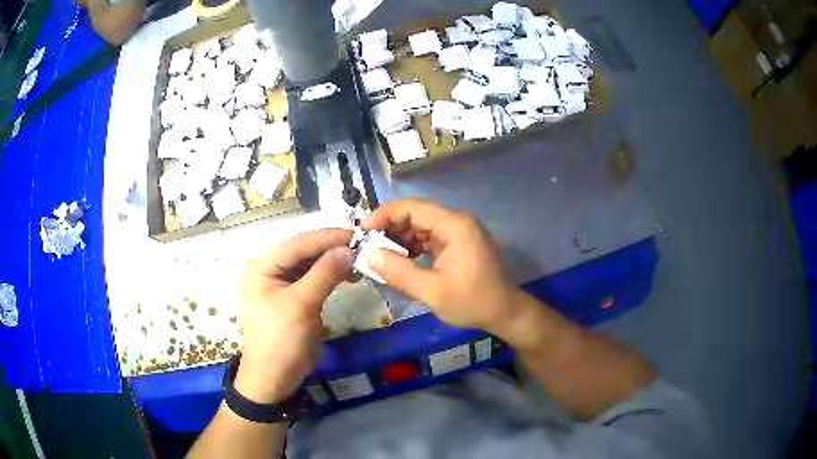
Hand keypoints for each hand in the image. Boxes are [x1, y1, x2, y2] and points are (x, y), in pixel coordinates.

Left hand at [235, 229, 354, 403]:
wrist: (275, 378)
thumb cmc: (281, 340)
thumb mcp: (301, 305)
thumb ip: (323, 274)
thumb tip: (349, 249)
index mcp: (263, 267)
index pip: (297, 243)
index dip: (327, 237)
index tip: (357, 234)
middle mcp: (271, 270)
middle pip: (304, 251)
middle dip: (332, 248)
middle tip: (363, 246)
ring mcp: (283, 284)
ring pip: (311, 264)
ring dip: (334, 261)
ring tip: (359, 261)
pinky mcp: (295, 297)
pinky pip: (315, 279)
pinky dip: (332, 275)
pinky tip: (350, 275)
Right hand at [362, 200, 521, 334]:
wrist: (506, 313)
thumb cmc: (473, 301)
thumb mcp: (432, 291)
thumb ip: (399, 272)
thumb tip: (369, 255)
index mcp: (454, 225)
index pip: (412, 207)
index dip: (384, 215)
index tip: (363, 231)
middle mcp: (457, 222)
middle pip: (416, 215)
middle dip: (390, 229)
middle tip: (368, 247)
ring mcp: (460, 233)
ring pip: (422, 227)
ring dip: (401, 239)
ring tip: (381, 257)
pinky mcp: (459, 245)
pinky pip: (431, 239)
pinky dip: (414, 248)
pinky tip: (401, 262)